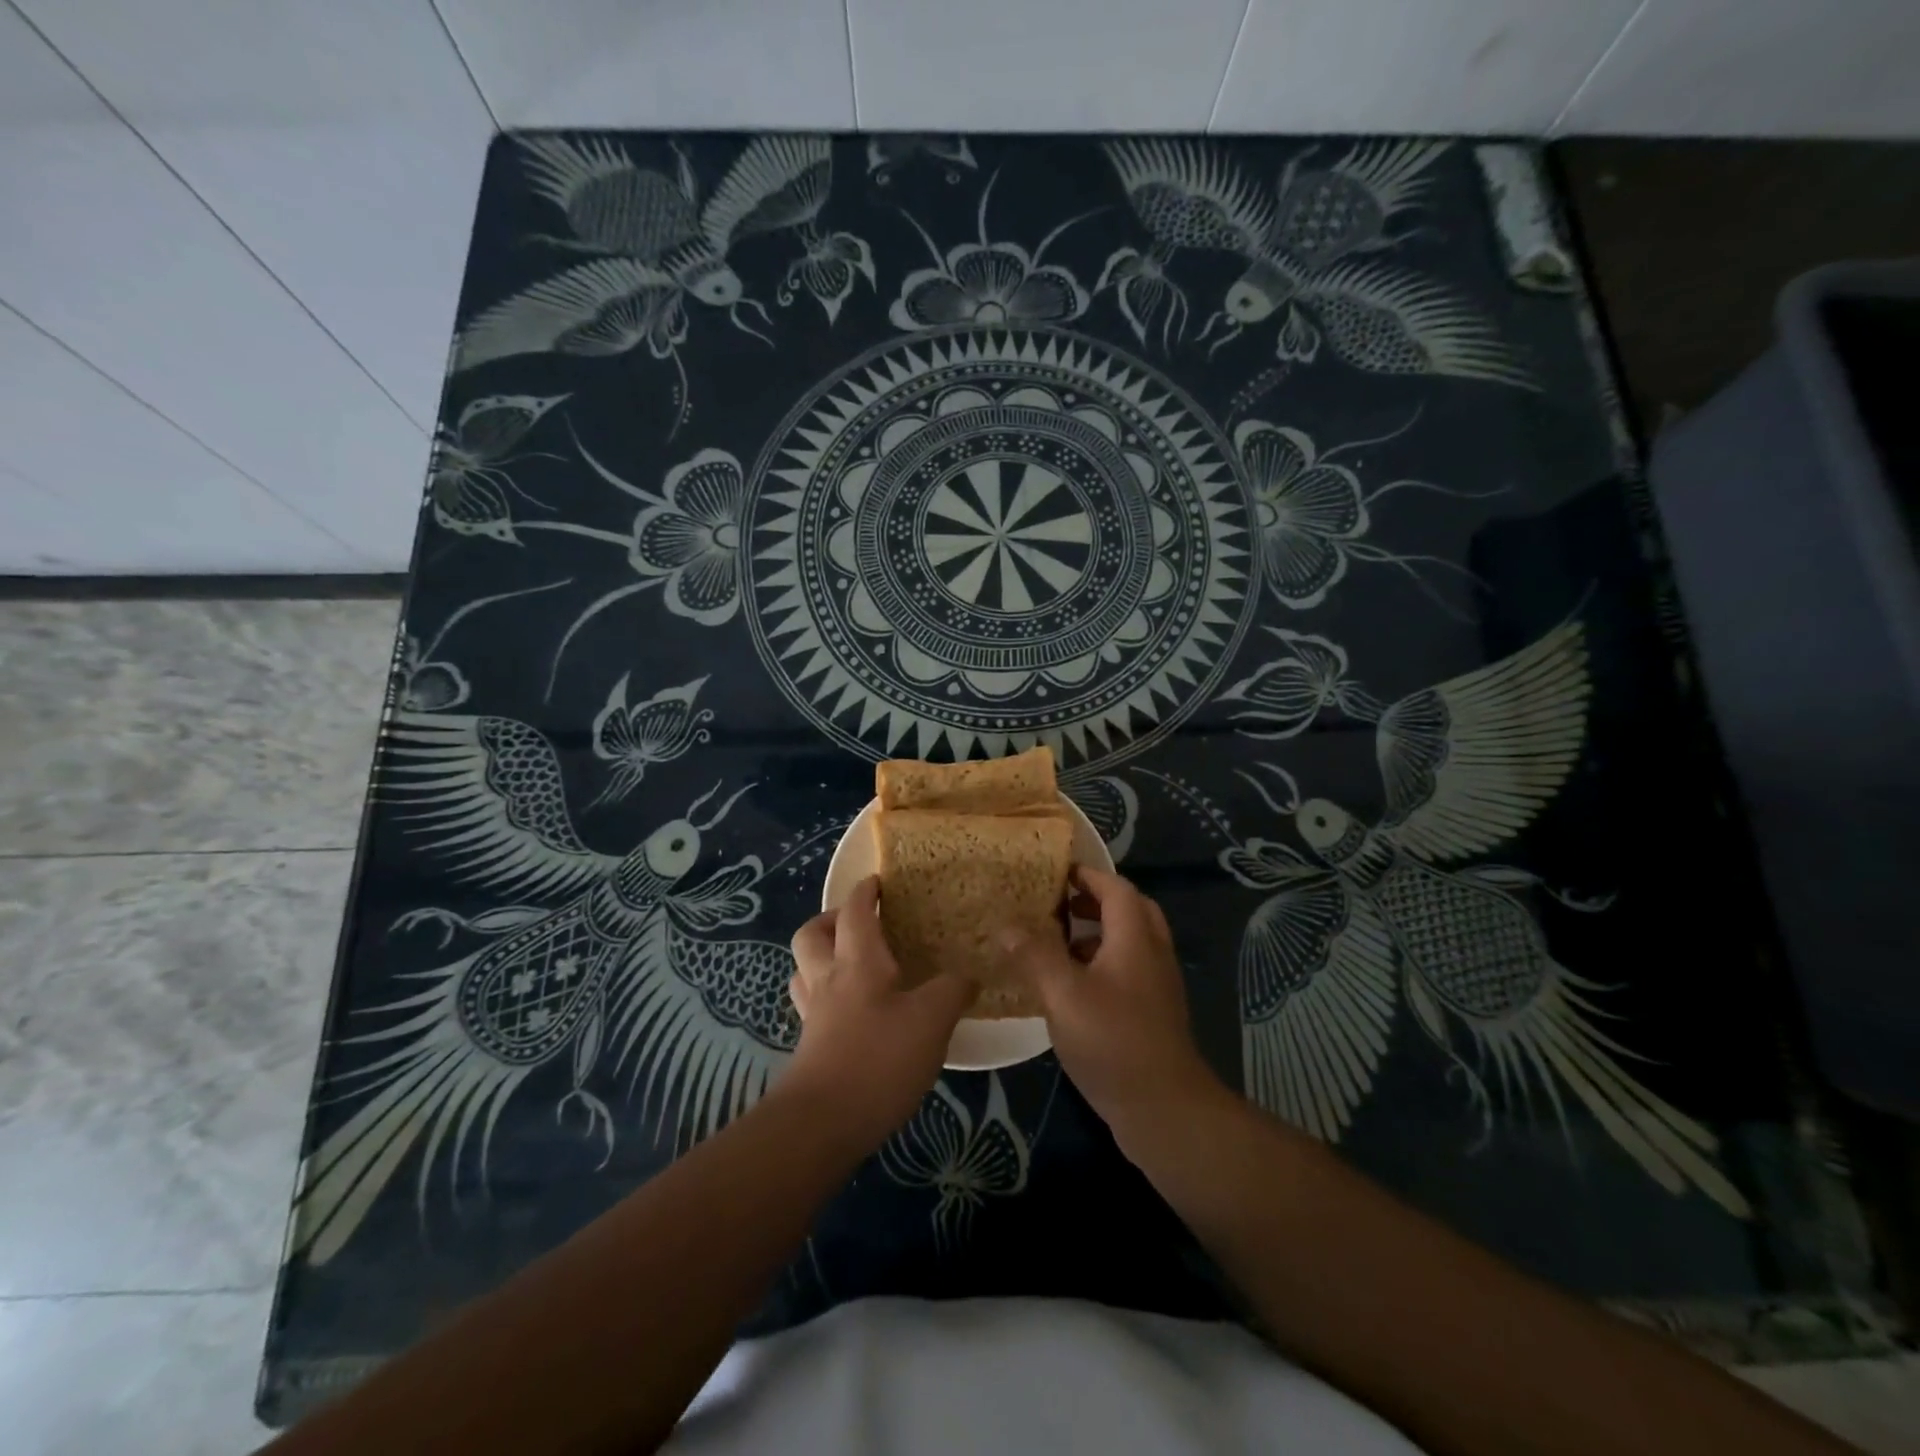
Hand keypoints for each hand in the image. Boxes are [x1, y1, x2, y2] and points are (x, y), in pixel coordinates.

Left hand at [780, 875, 973, 1153]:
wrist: (823, 1124)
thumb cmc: (879, 1059)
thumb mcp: (932, 1020)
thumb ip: (952, 991)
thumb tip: (968, 975)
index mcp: (858, 962)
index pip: (855, 911)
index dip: (865, 892)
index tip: (877, 881)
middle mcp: (829, 980)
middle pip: (811, 934)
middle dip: (831, 920)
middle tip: (860, 924)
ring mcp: (815, 1015)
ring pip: (805, 969)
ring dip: (823, 956)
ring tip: (854, 964)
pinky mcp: (811, 1047)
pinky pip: (813, 1004)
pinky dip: (828, 995)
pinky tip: (855, 1013)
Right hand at [998, 867, 1227, 1149]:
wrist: (1164, 1109)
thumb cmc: (1113, 1041)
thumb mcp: (1064, 995)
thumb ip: (1035, 956)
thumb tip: (1007, 926)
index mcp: (1135, 938)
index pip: (1116, 888)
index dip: (1088, 875)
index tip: (1057, 872)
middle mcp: (1152, 953)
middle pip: (1130, 910)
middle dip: (1096, 901)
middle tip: (1061, 904)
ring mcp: (1157, 985)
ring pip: (1131, 942)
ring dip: (1098, 933)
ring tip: (1059, 942)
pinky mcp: (1153, 1013)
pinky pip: (1129, 969)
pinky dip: (1102, 963)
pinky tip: (1072, 987)